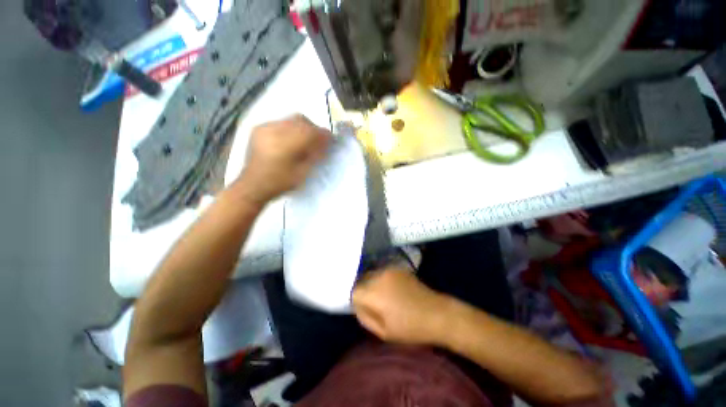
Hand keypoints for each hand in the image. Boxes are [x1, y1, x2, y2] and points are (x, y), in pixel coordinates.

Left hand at [235, 115, 330, 204]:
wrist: (253, 186)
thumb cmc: (280, 183)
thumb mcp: (302, 173)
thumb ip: (315, 156)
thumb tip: (326, 144)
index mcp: (285, 145)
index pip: (310, 132)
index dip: (323, 134)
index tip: (331, 139)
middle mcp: (274, 131)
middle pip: (301, 120)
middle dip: (314, 128)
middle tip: (319, 140)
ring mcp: (265, 128)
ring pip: (291, 119)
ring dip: (303, 127)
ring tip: (306, 139)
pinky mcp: (259, 128)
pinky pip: (281, 122)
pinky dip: (291, 128)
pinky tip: (292, 139)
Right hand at [352, 268, 452, 344]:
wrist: (437, 313)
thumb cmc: (410, 327)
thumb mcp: (383, 332)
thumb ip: (365, 317)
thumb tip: (357, 305)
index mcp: (373, 292)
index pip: (353, 292)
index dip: (357, 302)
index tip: (364, 309)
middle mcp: (378, 275)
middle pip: (360, 280)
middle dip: (363, 290)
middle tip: (373, 303)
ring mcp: (388, 269)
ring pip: (371, 274)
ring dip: (372, 283)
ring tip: (383, 296)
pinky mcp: (398, 267)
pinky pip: (382, 272)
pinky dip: (382, 279)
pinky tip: (392, 289)